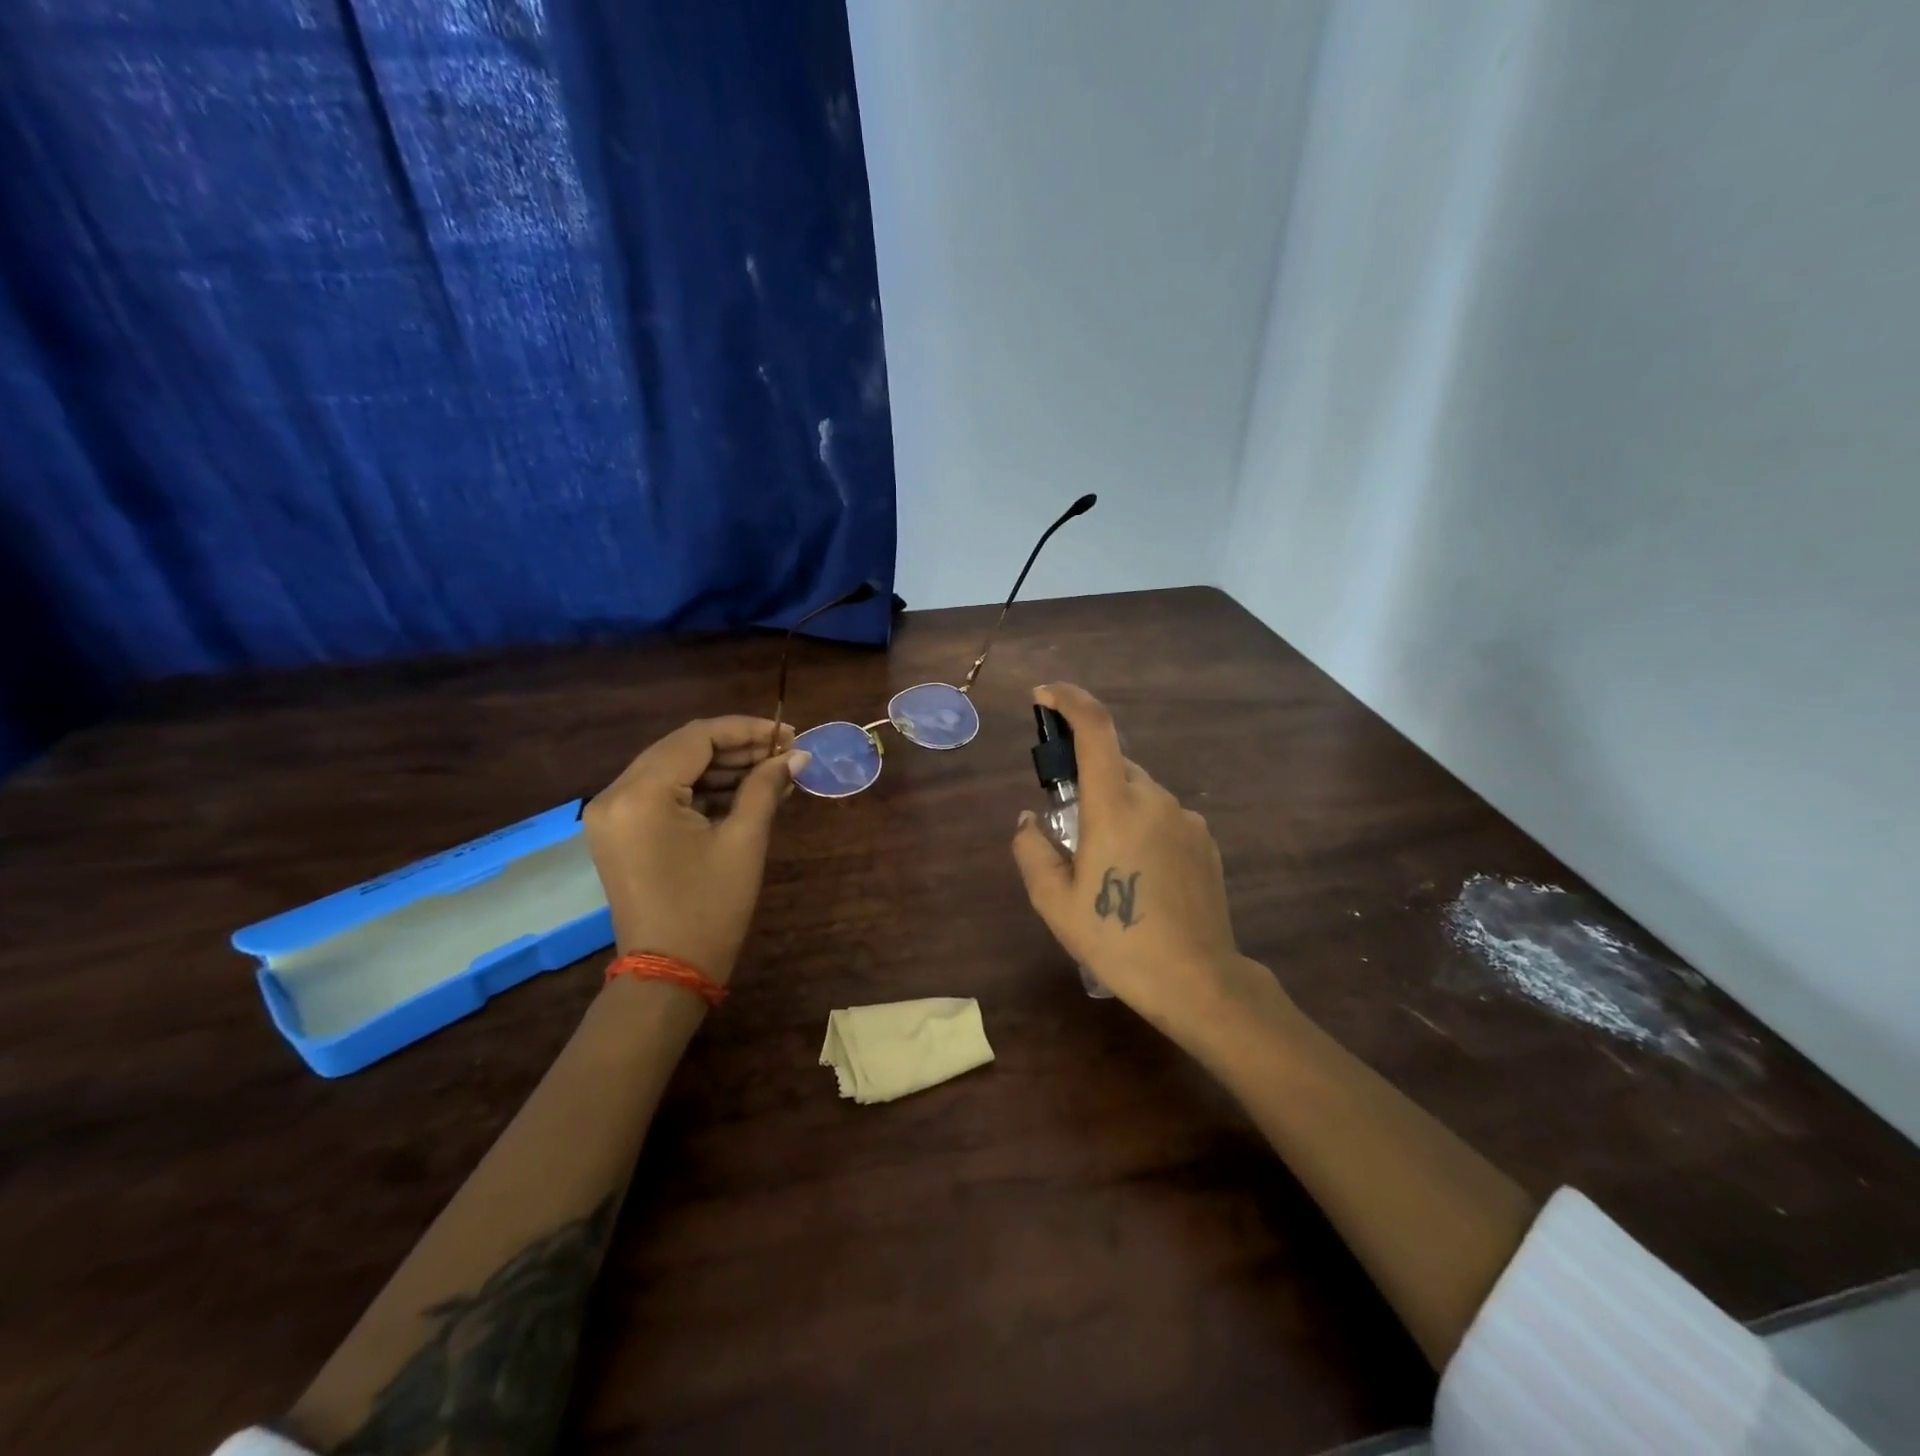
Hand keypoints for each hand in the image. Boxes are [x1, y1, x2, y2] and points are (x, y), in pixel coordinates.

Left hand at [582, 717, 808, 984]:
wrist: (668, 974)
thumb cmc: (709, 908)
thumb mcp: (744, 842)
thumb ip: (766, 787)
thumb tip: (797, 756)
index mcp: (640, 795)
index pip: (696, 738)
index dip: (746, 730)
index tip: (789, 735)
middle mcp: (615, 795)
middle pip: (682, 749)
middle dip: (736, 746)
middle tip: (784, 753)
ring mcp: (612, 814)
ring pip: (673, 769)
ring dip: (721, 767)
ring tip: (772, 771)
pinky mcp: (620, 831)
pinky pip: (663, 793)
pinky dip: (701, 789)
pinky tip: (744, 791)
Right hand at [1011, 684, 1269, 1042]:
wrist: (1198, 980)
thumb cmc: (1117, 940)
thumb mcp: (1054, 902)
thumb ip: (1032, 850)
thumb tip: (1029, 820)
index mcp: (1115, 806)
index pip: (1096, 729)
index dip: (1069, 700)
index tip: (1044, 695)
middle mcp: (1154, 799)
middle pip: (1114, 764)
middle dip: (1085, 779)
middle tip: (1068, 828)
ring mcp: (1185, 819)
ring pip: (1138, 793)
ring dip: (1114, 808)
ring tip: (1106, 865)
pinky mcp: (1204, 841)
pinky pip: (1162, 817)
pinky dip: (1142, 828)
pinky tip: (1139, 876)